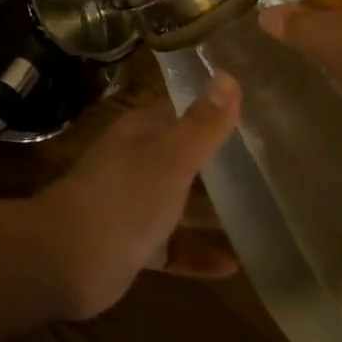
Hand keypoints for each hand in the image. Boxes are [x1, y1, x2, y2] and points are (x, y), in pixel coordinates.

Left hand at [32, 74, 241, 319]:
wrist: (69, 258)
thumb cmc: (124, 197)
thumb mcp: (171, 157)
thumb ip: (202, 124)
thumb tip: (229, 75)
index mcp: (140, 133)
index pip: (179, 111)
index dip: (212, 111)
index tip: (256, 115)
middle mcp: (136, 162)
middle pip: (183, 158)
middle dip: (221, 164)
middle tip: (271, 170)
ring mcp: (133, 204)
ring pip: (179, 204)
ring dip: (213, 212)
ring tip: (264, 218)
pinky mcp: (134, 244)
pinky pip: (173, 246)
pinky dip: (198, 253)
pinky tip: (235, 266)